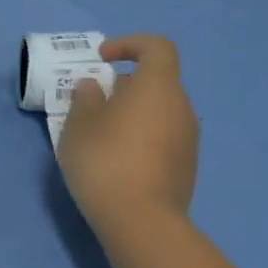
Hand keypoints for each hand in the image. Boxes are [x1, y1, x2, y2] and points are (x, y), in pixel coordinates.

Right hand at [55, 34, 198, 237]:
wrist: (141, 223)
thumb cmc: (105, 161)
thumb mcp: (79, 125)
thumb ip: (85, 98)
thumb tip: (94, 86)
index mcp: (158, 87)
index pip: (157, 47)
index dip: (129, 45)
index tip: (101, 59)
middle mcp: (181, 107)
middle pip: (157, 81)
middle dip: (123, 85)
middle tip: (92, 103)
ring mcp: (188, 139)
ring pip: (159, 111)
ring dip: (131, 113)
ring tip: (99, 134)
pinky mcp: (186, 167)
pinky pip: (162, 137)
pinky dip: (141, 136)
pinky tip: (116, 160)